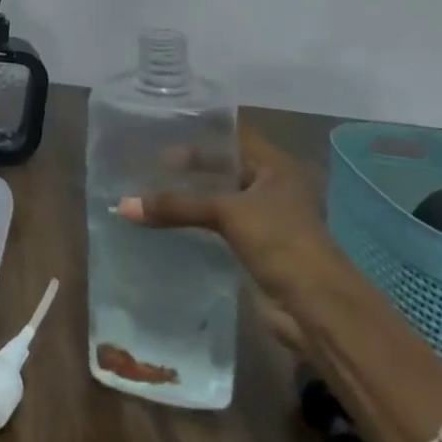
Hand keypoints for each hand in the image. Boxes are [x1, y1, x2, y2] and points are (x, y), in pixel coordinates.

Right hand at [118, 121, 341, 351]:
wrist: (318, 310)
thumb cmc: (281, 242)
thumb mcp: (227, 213)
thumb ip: (177, 205)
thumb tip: (122, 206)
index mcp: (274, 165)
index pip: (230, 135)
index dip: (197, 132)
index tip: (158, 131)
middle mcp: (270, 185)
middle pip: (221, 166)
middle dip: (186, 166)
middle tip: (145, 162)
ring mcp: (263, 218)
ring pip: (217, 197)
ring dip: (188, 196)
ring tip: (147, 188)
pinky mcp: (253, 247)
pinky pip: (216, 225)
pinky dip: (193, 222)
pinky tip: (163, 221)